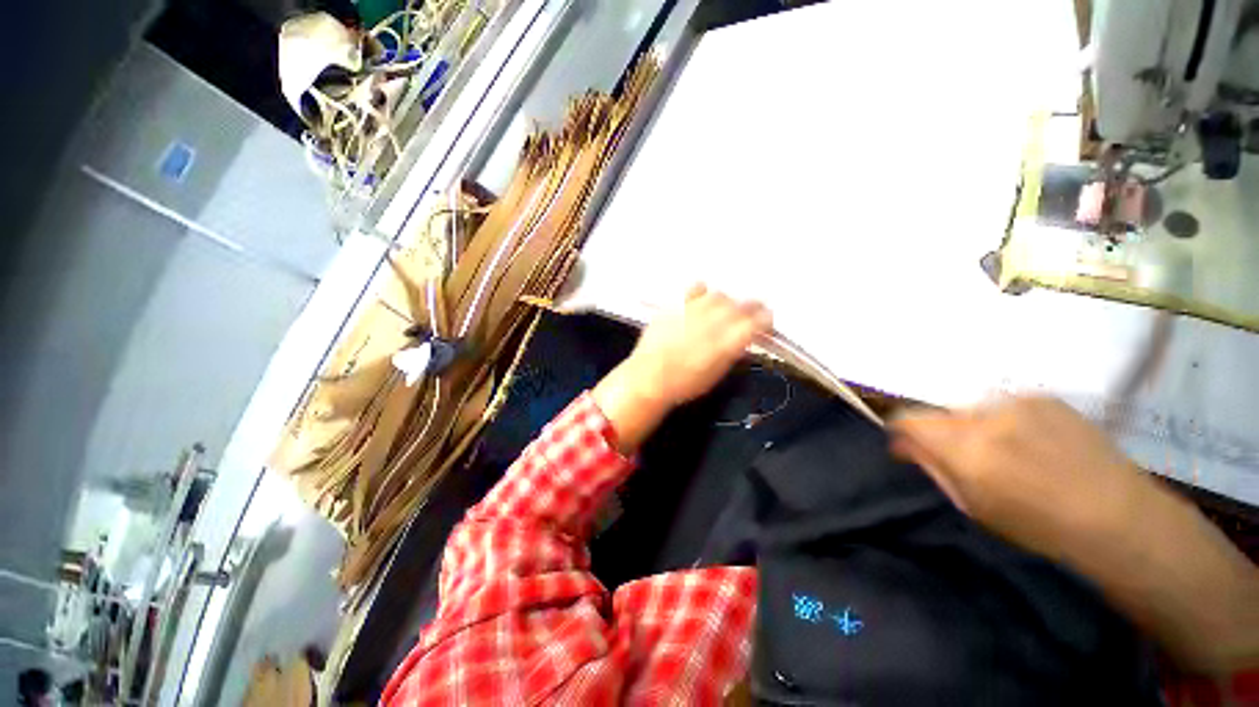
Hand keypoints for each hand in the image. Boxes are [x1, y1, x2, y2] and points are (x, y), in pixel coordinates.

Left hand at [626, 284, 772, 407]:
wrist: (649, 377)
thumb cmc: (685, 384)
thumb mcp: (717, 374)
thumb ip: (732, 352)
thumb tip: (741, 339)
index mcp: (729, 342)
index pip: (758, 321)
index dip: (765, 320)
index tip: (766, 323)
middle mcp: (715, 321)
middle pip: (743, 304)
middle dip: (751, 308)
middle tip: (751, 314)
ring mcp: (695, 309)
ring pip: (721, 295)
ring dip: (727, 303)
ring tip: (723, 311)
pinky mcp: (677, 304)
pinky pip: (696, 288)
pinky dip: (702, 293)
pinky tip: (701, 301)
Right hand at [890, 396, 1147, 559]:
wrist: (1118, 516)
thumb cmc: (1039, 525)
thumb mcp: (974, 505)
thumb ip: (933, 467)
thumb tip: (901, 444)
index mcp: (966, 448)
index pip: (909, 419)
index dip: (902, 430)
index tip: (909, 446)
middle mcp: (986, 416)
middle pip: (941, 413)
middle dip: (944, 433)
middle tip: (968, 459)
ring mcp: (1018, 402)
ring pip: (973, 408)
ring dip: (975, 426)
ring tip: (1006, 452)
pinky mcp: (1045, 397)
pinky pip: (1004, 404)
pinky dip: (1005, 420)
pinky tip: (1032, 443)